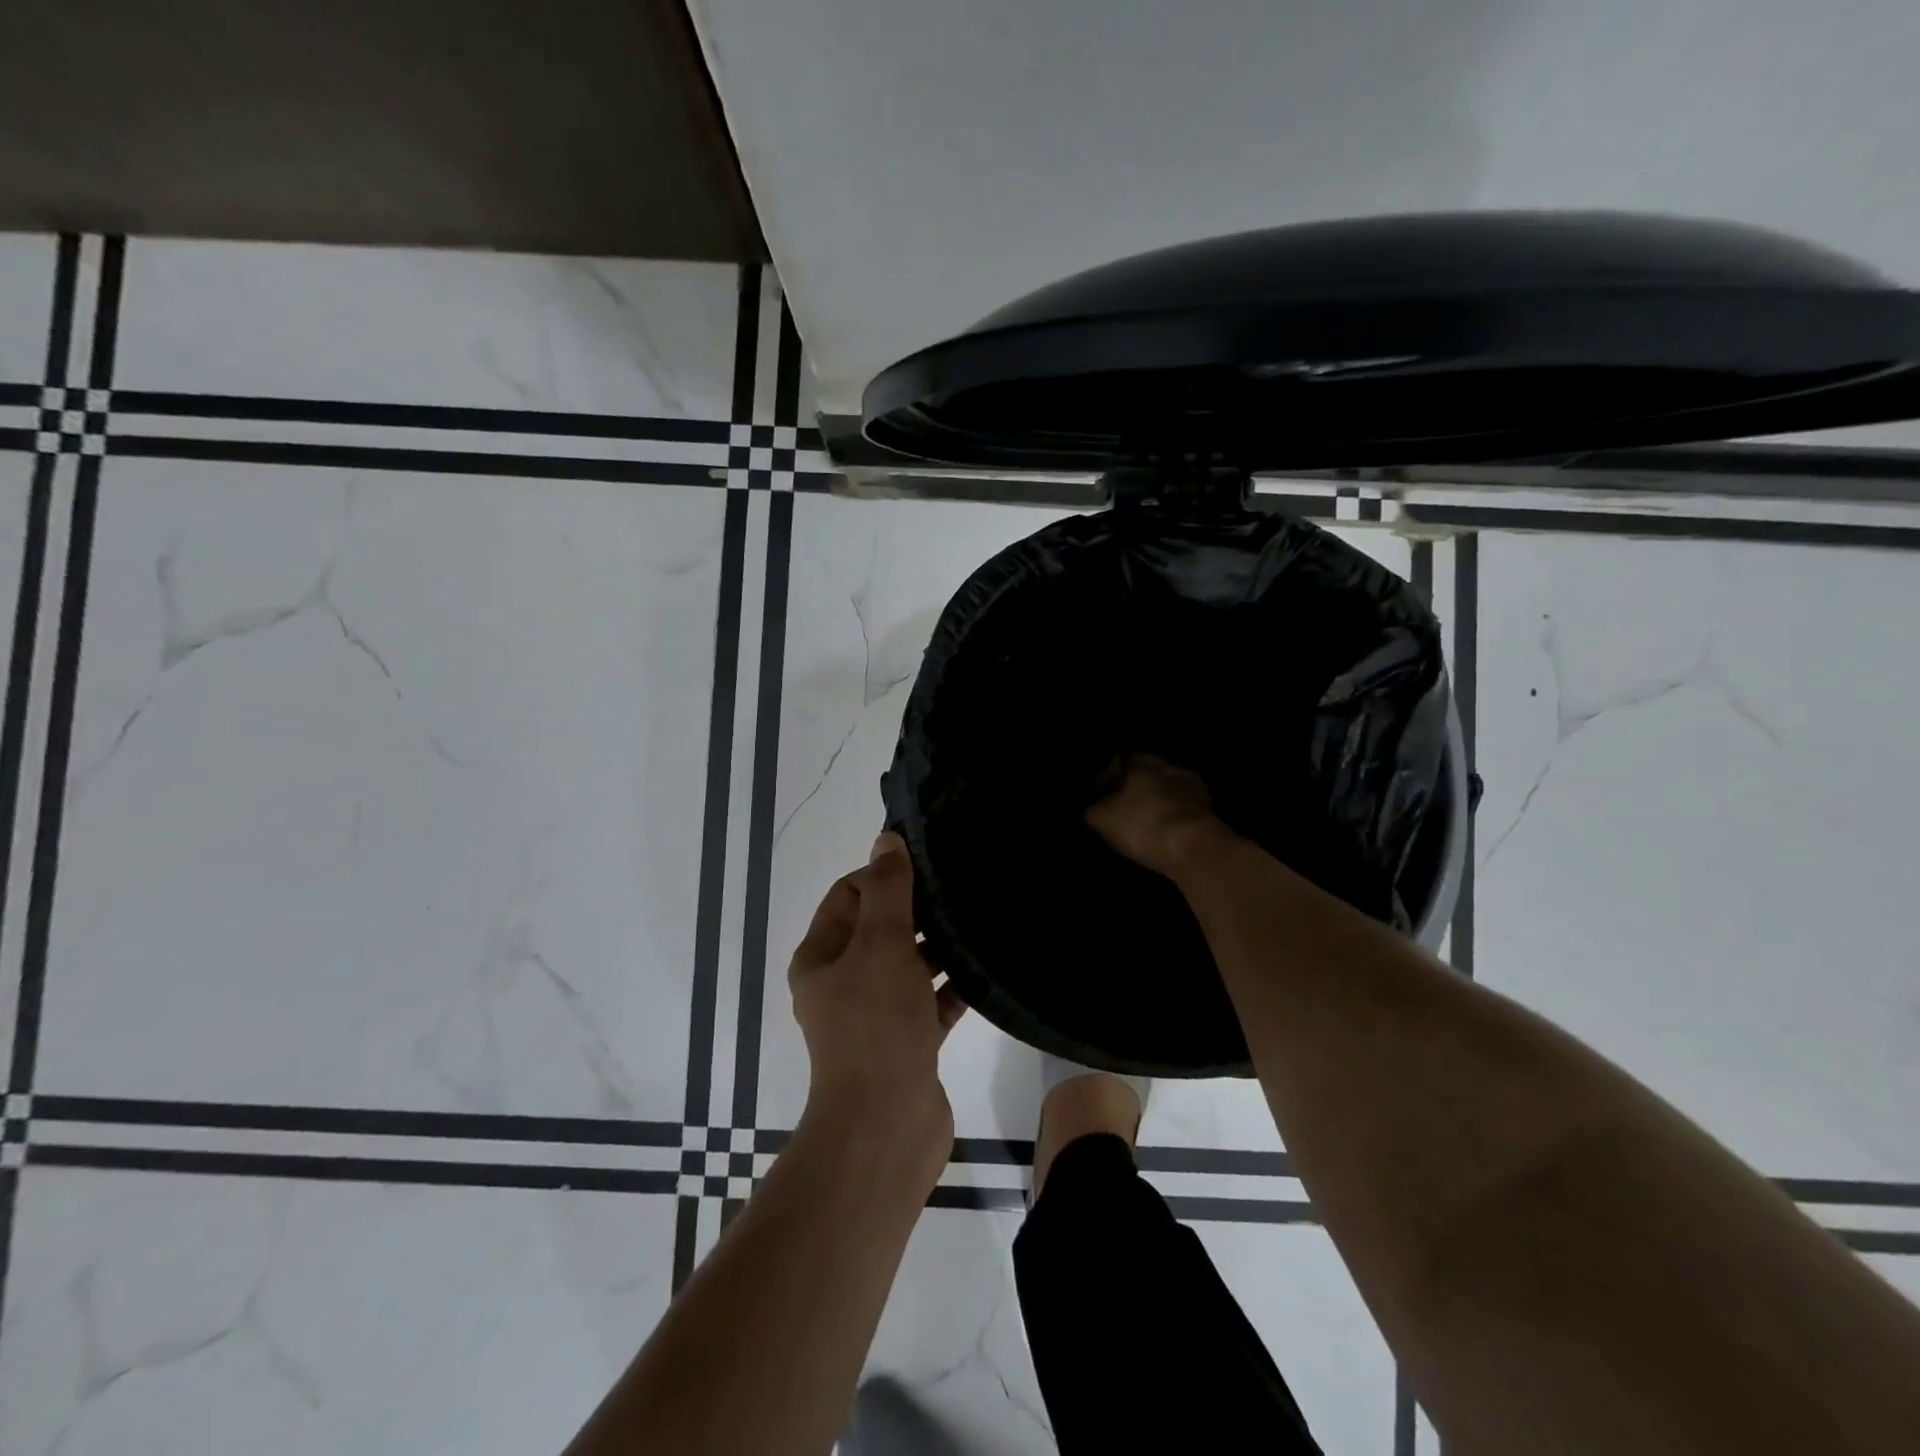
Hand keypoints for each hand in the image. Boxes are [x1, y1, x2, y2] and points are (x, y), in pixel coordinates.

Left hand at [788, 832, 965, 1147]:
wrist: (886, 1128)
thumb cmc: (875, 1026)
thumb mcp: (879, 945)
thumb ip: (886, 889)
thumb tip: (886, 839)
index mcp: (821, 957)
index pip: (849, 894)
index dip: (883, 875)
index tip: (927, 868)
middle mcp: (843, 982)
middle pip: (881, 928)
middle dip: (917, 909)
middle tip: (961, 888)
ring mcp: (876, 1016)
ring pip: (909, 965)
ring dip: (938, 946)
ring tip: (980, 920)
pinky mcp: (908, 1043)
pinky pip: (931, 1001)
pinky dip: (953, 986)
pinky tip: (987, 968)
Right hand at [1085, 753, 1230, 877]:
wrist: (1195, 850)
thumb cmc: (1143, 824)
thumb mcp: (1102, 818)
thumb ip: (1092, 808)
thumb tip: (1090, 807)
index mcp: (1143, 762)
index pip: (1121, 761)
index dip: (1107, 777)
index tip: (1098, 794)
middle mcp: (1170, 767)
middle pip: (1148, 774)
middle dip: (1135, 789)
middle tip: (1121, 807)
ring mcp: (1194, 789)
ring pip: (1168, 791)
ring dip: (1157, 803)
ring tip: (1143, 821)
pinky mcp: (1210, 812)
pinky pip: (1183, 811)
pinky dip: (1173, 818)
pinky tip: (1164, 832)